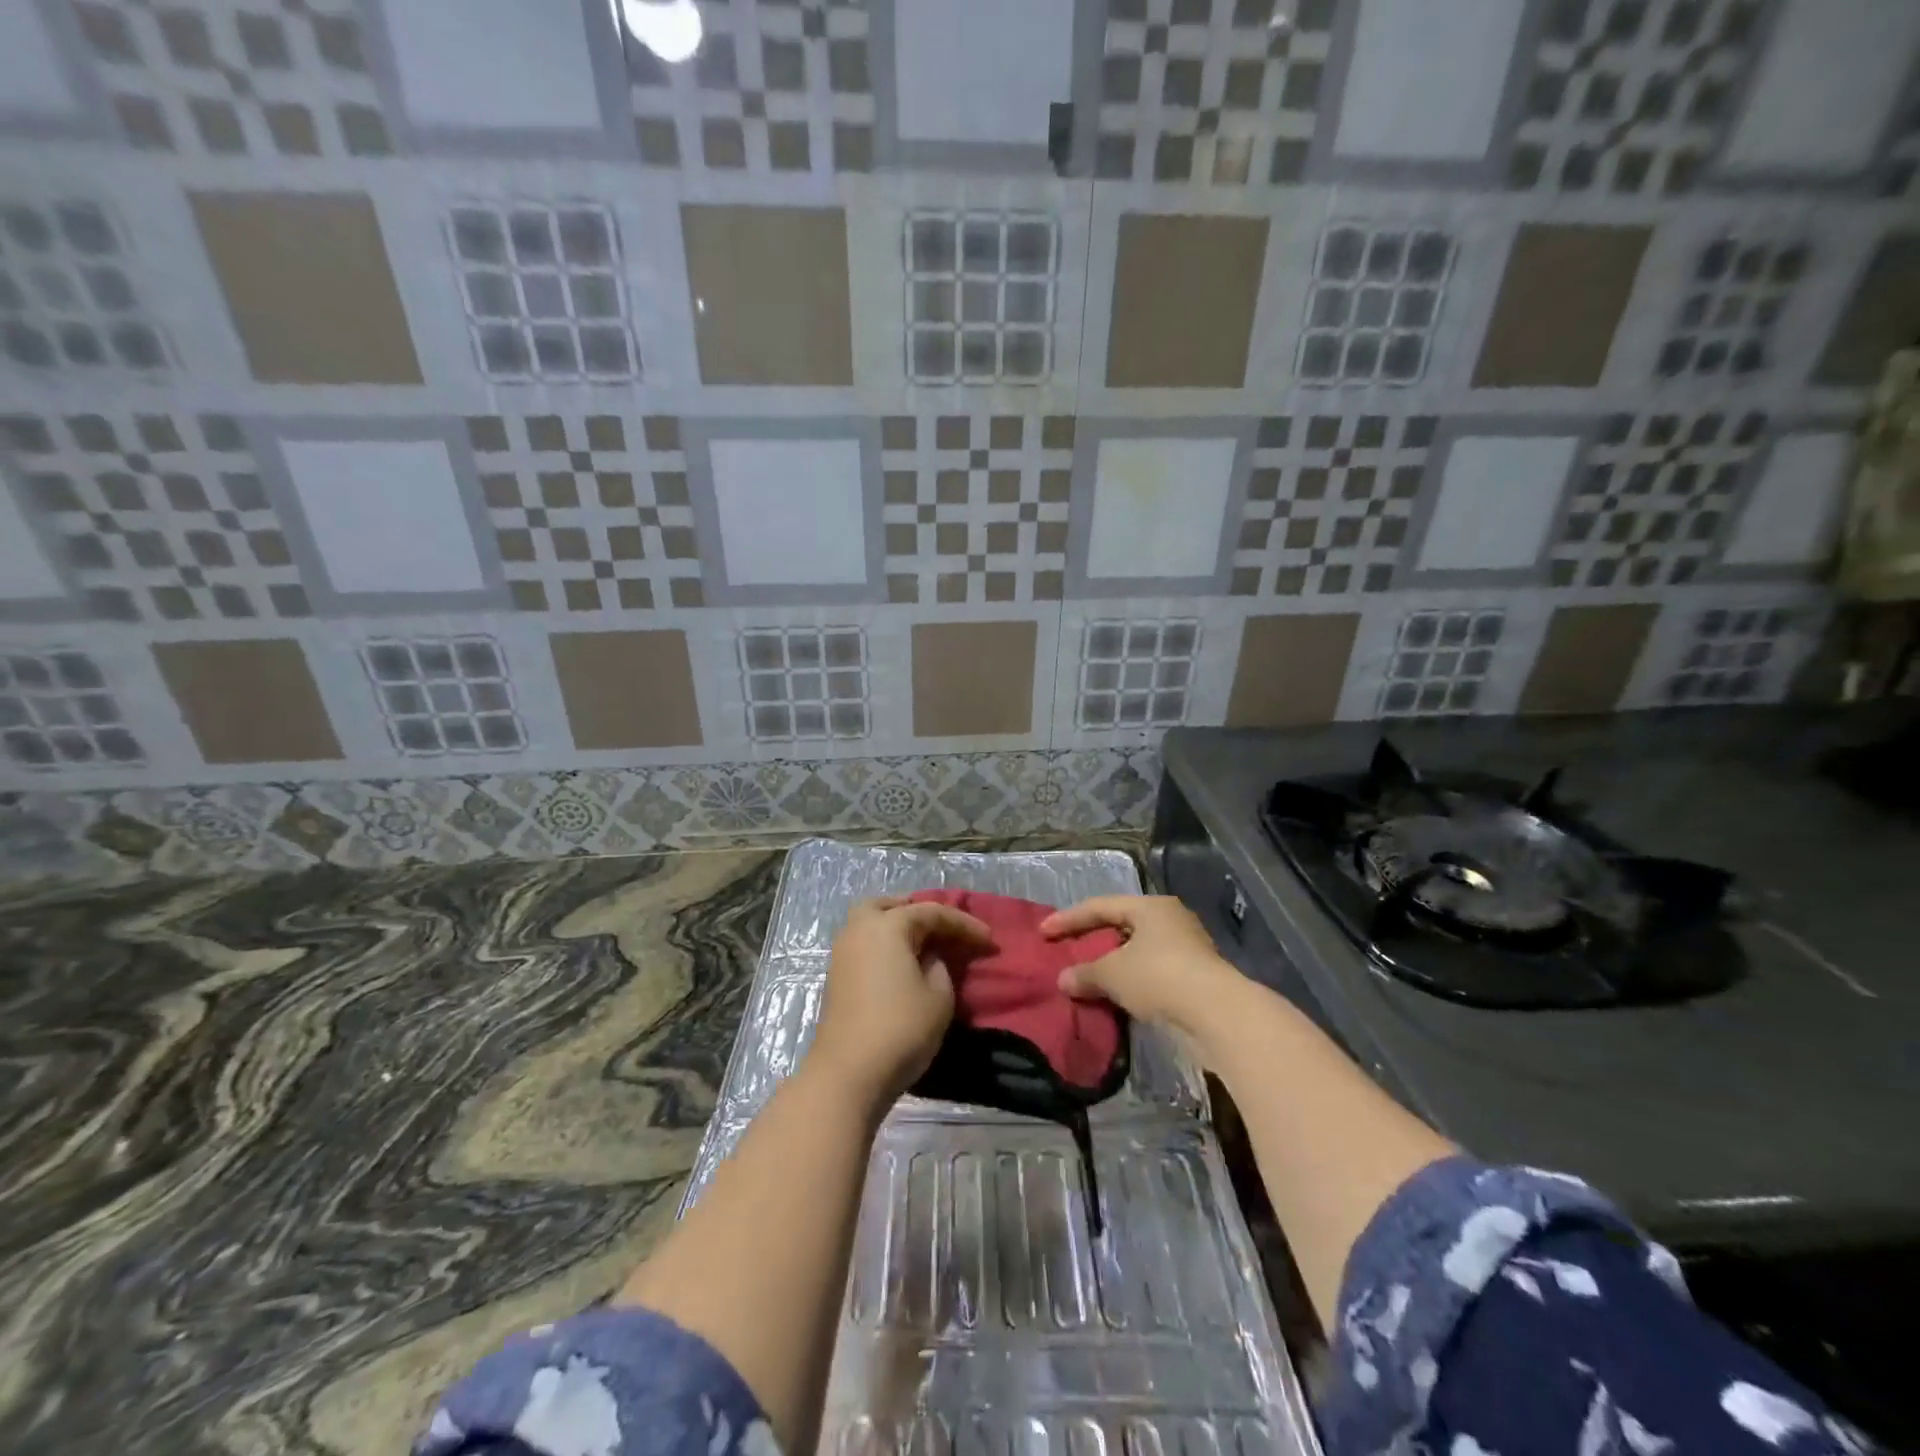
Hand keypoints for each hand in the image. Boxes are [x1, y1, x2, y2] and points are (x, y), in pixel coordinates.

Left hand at [808, 896, 991, 1106]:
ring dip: (899, 928)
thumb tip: (930, 956)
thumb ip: (940, 965)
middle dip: (919, 912)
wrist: (848, 1074)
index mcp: (887, 925)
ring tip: (926, 945)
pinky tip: (904, 963)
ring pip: (872, 924)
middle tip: (945, 929)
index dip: (964, 925)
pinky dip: (886, 946)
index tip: (990, 941)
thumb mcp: (939, 995)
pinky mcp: (837, 977)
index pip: (932, 913)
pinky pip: (866, 945)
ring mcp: (843, 953)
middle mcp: (859, 929)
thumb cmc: (901, 1028)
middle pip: (891, 906)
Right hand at [1040, 895, 1237, 1037]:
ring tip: (1089, 977)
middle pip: (1121, 925)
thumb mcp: (1113, 974)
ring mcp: (1187, 948)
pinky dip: (1131, 980)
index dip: (1069, 919)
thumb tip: (1063, 980)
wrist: (1217, 1014)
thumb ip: (1085, 973)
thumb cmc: (1159, 977)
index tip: (1043, 933)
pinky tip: (1116, 996)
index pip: (1100, 906)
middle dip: (1093, 940)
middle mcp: (1170, 919)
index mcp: (1150, 907)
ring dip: (1113, 963)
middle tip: (1068, 951)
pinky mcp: (1195, 977)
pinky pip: (1151, 972)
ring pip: (1138, 950)